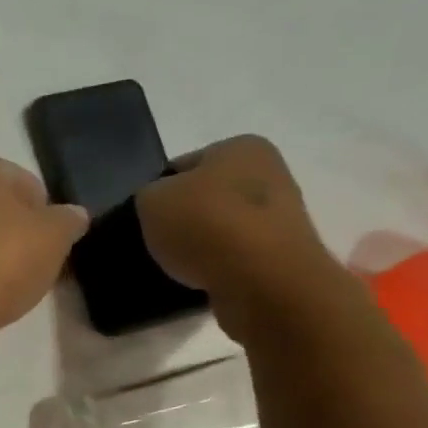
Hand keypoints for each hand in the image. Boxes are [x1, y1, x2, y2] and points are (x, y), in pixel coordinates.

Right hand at [135, 135, 348, 342]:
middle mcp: (270, 173)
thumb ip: (149, 196)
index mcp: (241, 147)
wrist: (262, 280)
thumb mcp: (151, 200)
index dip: (158, 191)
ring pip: (222, 229)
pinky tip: (201, 280)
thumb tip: (159, 207)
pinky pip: (236, 258)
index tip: (144, 217)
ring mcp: (281, 217)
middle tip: (156, 243)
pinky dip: (218, 268)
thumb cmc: (205, 224)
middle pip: (207, 197)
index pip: (184, 165)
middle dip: (183, 219)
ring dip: (201, 245)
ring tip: (177, 267)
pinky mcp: (283, 257)